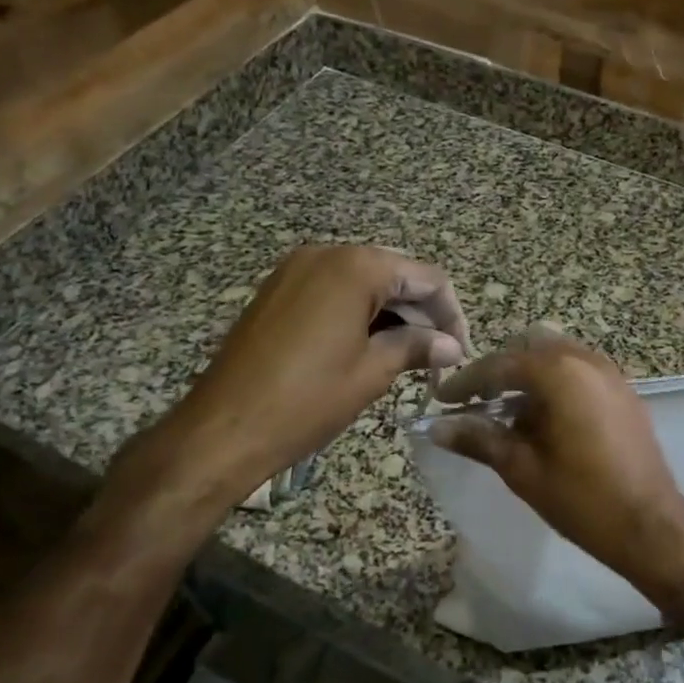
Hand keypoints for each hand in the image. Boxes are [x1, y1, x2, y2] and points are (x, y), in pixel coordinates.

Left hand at [101, 246, 469, 544]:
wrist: (223, 428)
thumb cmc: (306, 400)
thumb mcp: (372, 372)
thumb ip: (417, 346)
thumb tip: (452, 346)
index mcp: (355, 266)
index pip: (426, 278)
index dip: (451, 314)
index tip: (460, 351)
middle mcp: (326, 254)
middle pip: (395, 274)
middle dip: (423, 313)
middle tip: (439, 358)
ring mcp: (296, 270)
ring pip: (365, 283)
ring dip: (392, 315)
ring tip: (410, 357)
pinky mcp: (278, 290)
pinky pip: (334, 291)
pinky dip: (360, 314)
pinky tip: (371, 347)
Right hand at [427, 328, 683, 607]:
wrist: (651, 526)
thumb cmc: (582, 498)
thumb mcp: (522, 469)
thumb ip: (479, 439)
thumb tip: (436, 428)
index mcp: (560, 372)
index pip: (500, 364)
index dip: (466, 382)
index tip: (441, 400)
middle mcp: (587, 360)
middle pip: (531, 346)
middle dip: (500, 369)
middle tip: (477, 402)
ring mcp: (610, 373)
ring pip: (558, 355)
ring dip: (529, 374)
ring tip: (509, 414)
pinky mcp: (624, 391)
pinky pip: (580, 370)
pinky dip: (556, 382)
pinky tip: (544, 420)